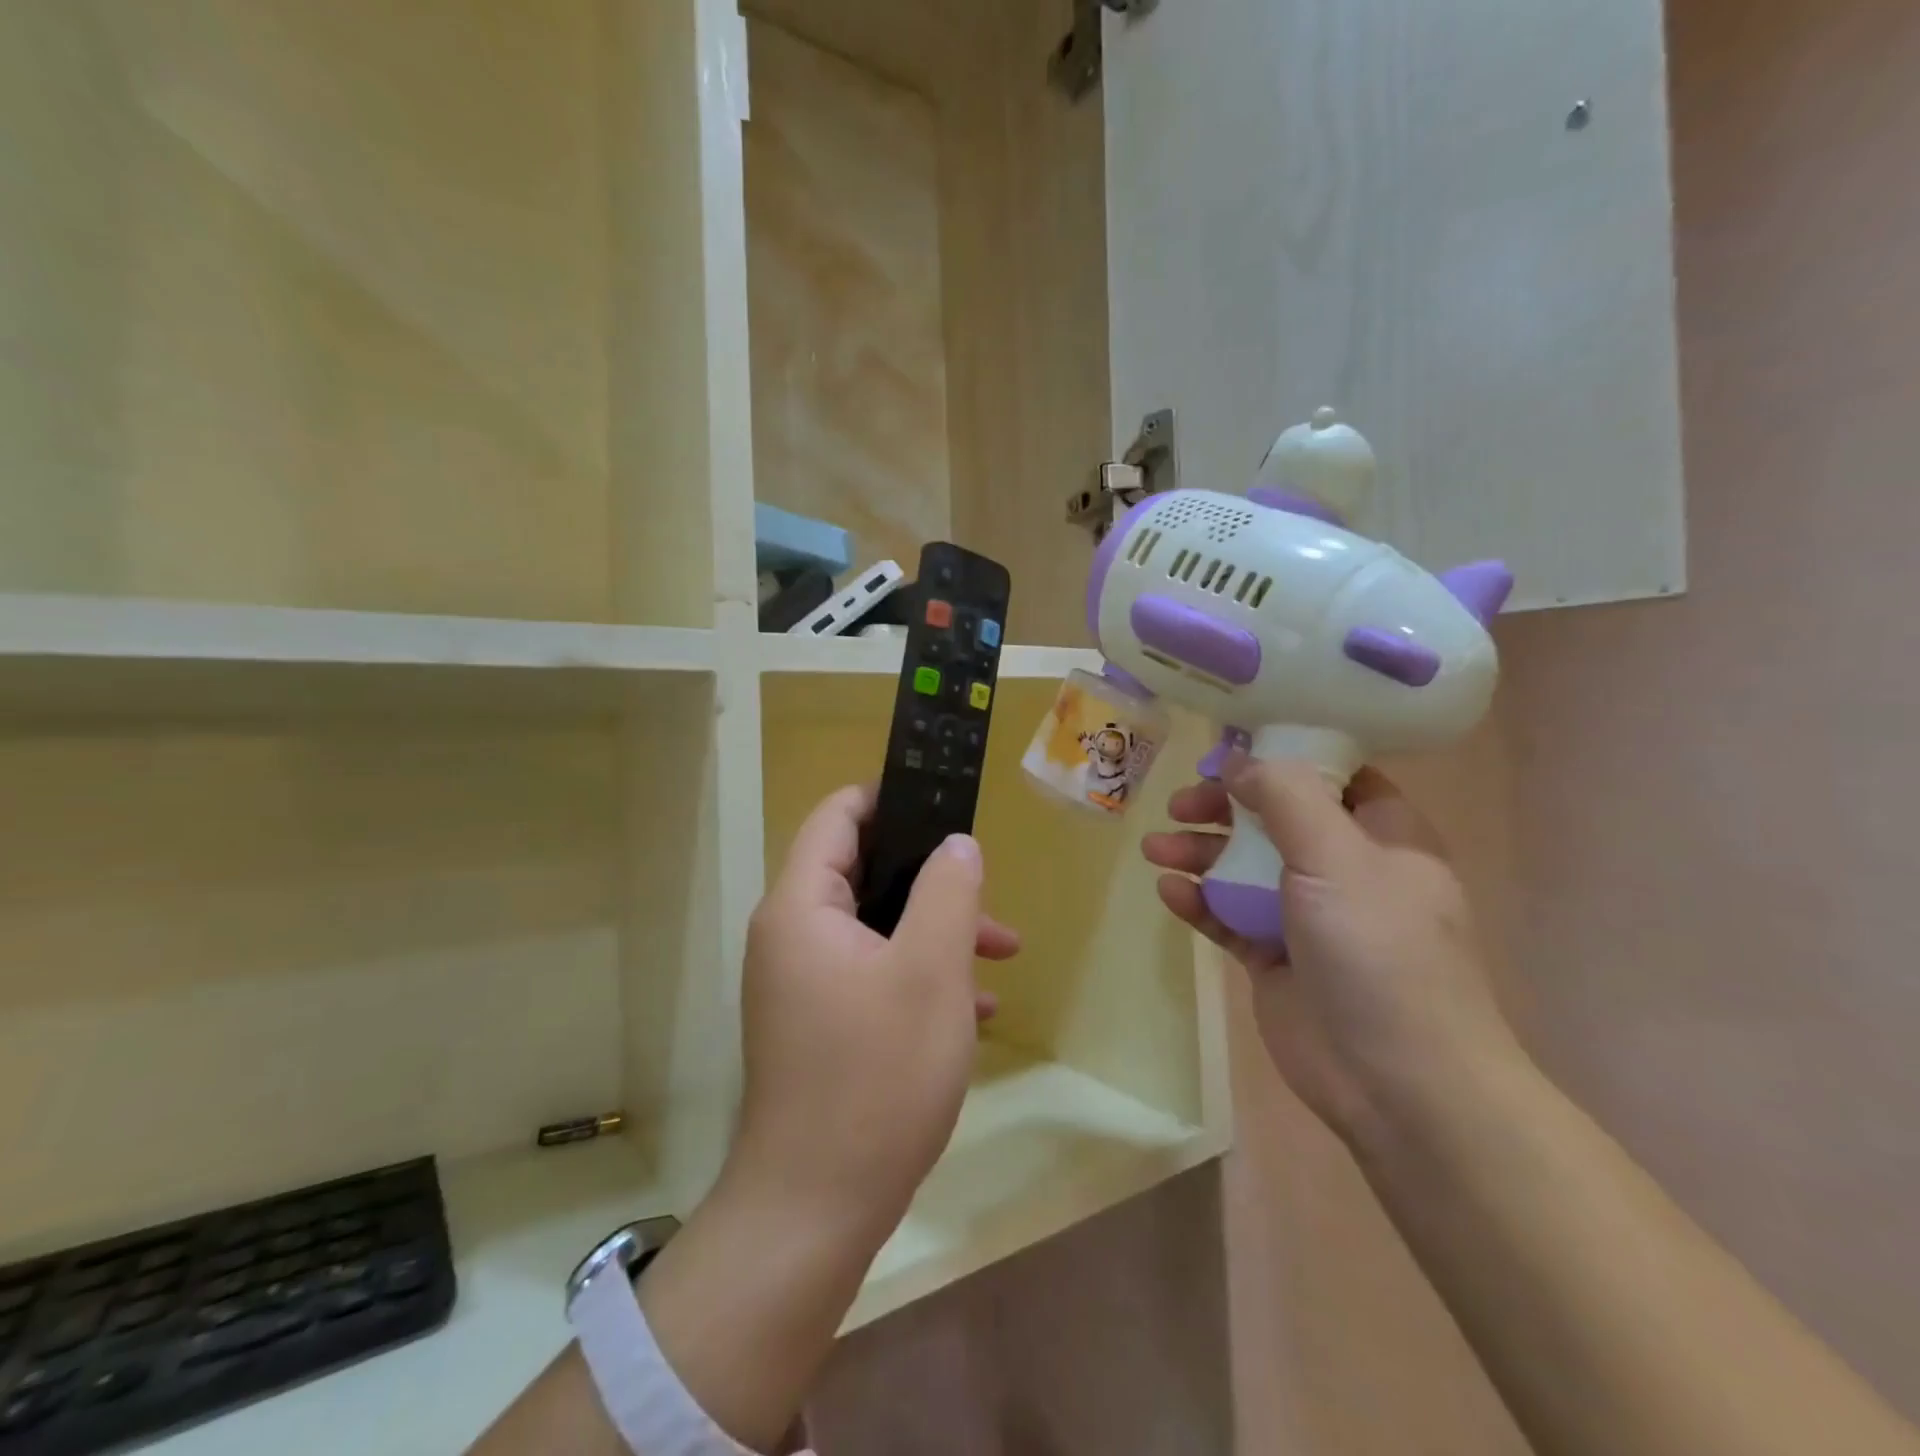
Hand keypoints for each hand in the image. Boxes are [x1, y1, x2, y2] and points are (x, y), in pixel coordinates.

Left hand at [727, 784, 1019, 1241]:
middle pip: (863, 872)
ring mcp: (801, 983)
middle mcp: (791, 936)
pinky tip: (972, 1009)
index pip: (837, 817)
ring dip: (936, 931)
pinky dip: (917, 975)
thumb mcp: (931, 971)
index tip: (943, 803)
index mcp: (803, 907)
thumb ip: (948, 892)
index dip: (888, 798)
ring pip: (876, 928)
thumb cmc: (877, 1076)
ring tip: (1001, 955)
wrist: (815, 1209)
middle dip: (931, 879)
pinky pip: (871, 974)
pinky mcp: (817, 1024)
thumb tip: (955, 843)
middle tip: (986, 893)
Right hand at [1142, 756, 1519, 1143]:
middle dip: (1224, 808)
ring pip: (1244, 866)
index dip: (1280, 758)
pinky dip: (1200, 900)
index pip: (1331, 776)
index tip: (1227, 754)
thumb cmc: (1378, 949)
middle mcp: (1344, 868)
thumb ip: (1285, 797)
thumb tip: (1238, 762)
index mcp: (1381, 835)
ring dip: (1199, 852)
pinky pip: (1229, 915)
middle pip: (1274, 818)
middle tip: (1179, 805)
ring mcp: (1306, 914)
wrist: (1396, 1080)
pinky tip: (1171, 893)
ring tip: (1155, 849)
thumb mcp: (1336, 855)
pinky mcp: (1274, 956)